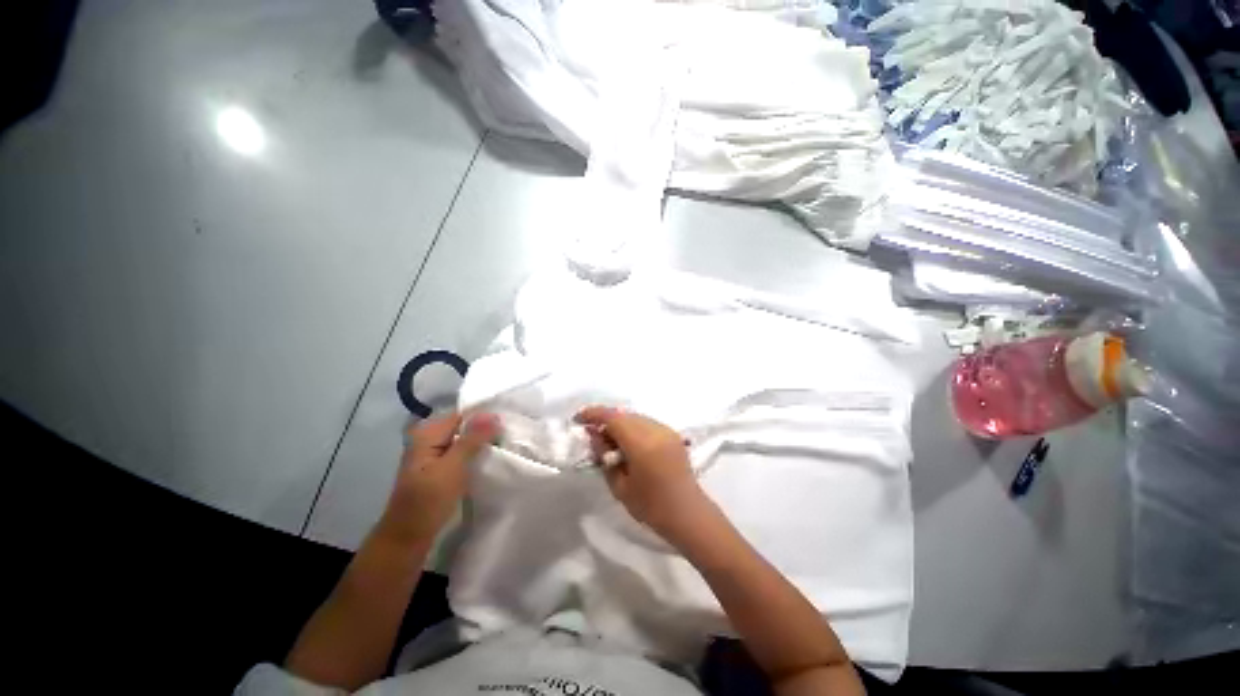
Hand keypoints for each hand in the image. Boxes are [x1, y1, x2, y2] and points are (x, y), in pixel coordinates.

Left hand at [379, 412, 498, 543]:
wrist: (408, 538)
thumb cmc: (428, 501)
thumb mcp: (453, 467)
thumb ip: (473, 439)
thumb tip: (494, 414)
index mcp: (427, 434)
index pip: (462, 414)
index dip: (485, 416)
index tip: (508, 421)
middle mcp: (429, 439)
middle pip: (463, 425)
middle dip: (485, 428)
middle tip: (511, 432)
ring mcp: (434, 454)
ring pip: (464, 439)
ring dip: (483, 441)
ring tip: (506, 442)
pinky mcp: (440, 467)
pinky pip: (462, 451)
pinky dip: (476, 452)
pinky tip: (491, 456)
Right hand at [575, 406, 709, 539]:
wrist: (688, 514)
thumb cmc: (651, 506)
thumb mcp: (619, 485)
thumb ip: (604, 456)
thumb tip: (594, 435)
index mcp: (641, 443)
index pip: (613, 418)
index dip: (593, 414)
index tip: (578, 419)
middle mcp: (655, 430)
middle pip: (624, 415)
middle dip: (605, 419)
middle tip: (592, 434)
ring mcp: (666, 430)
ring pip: (635, 417)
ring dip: (619, 423)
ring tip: (609, 440)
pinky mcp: (672, 434)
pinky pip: (646, 423)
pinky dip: (633, 427)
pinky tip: (627, 443)